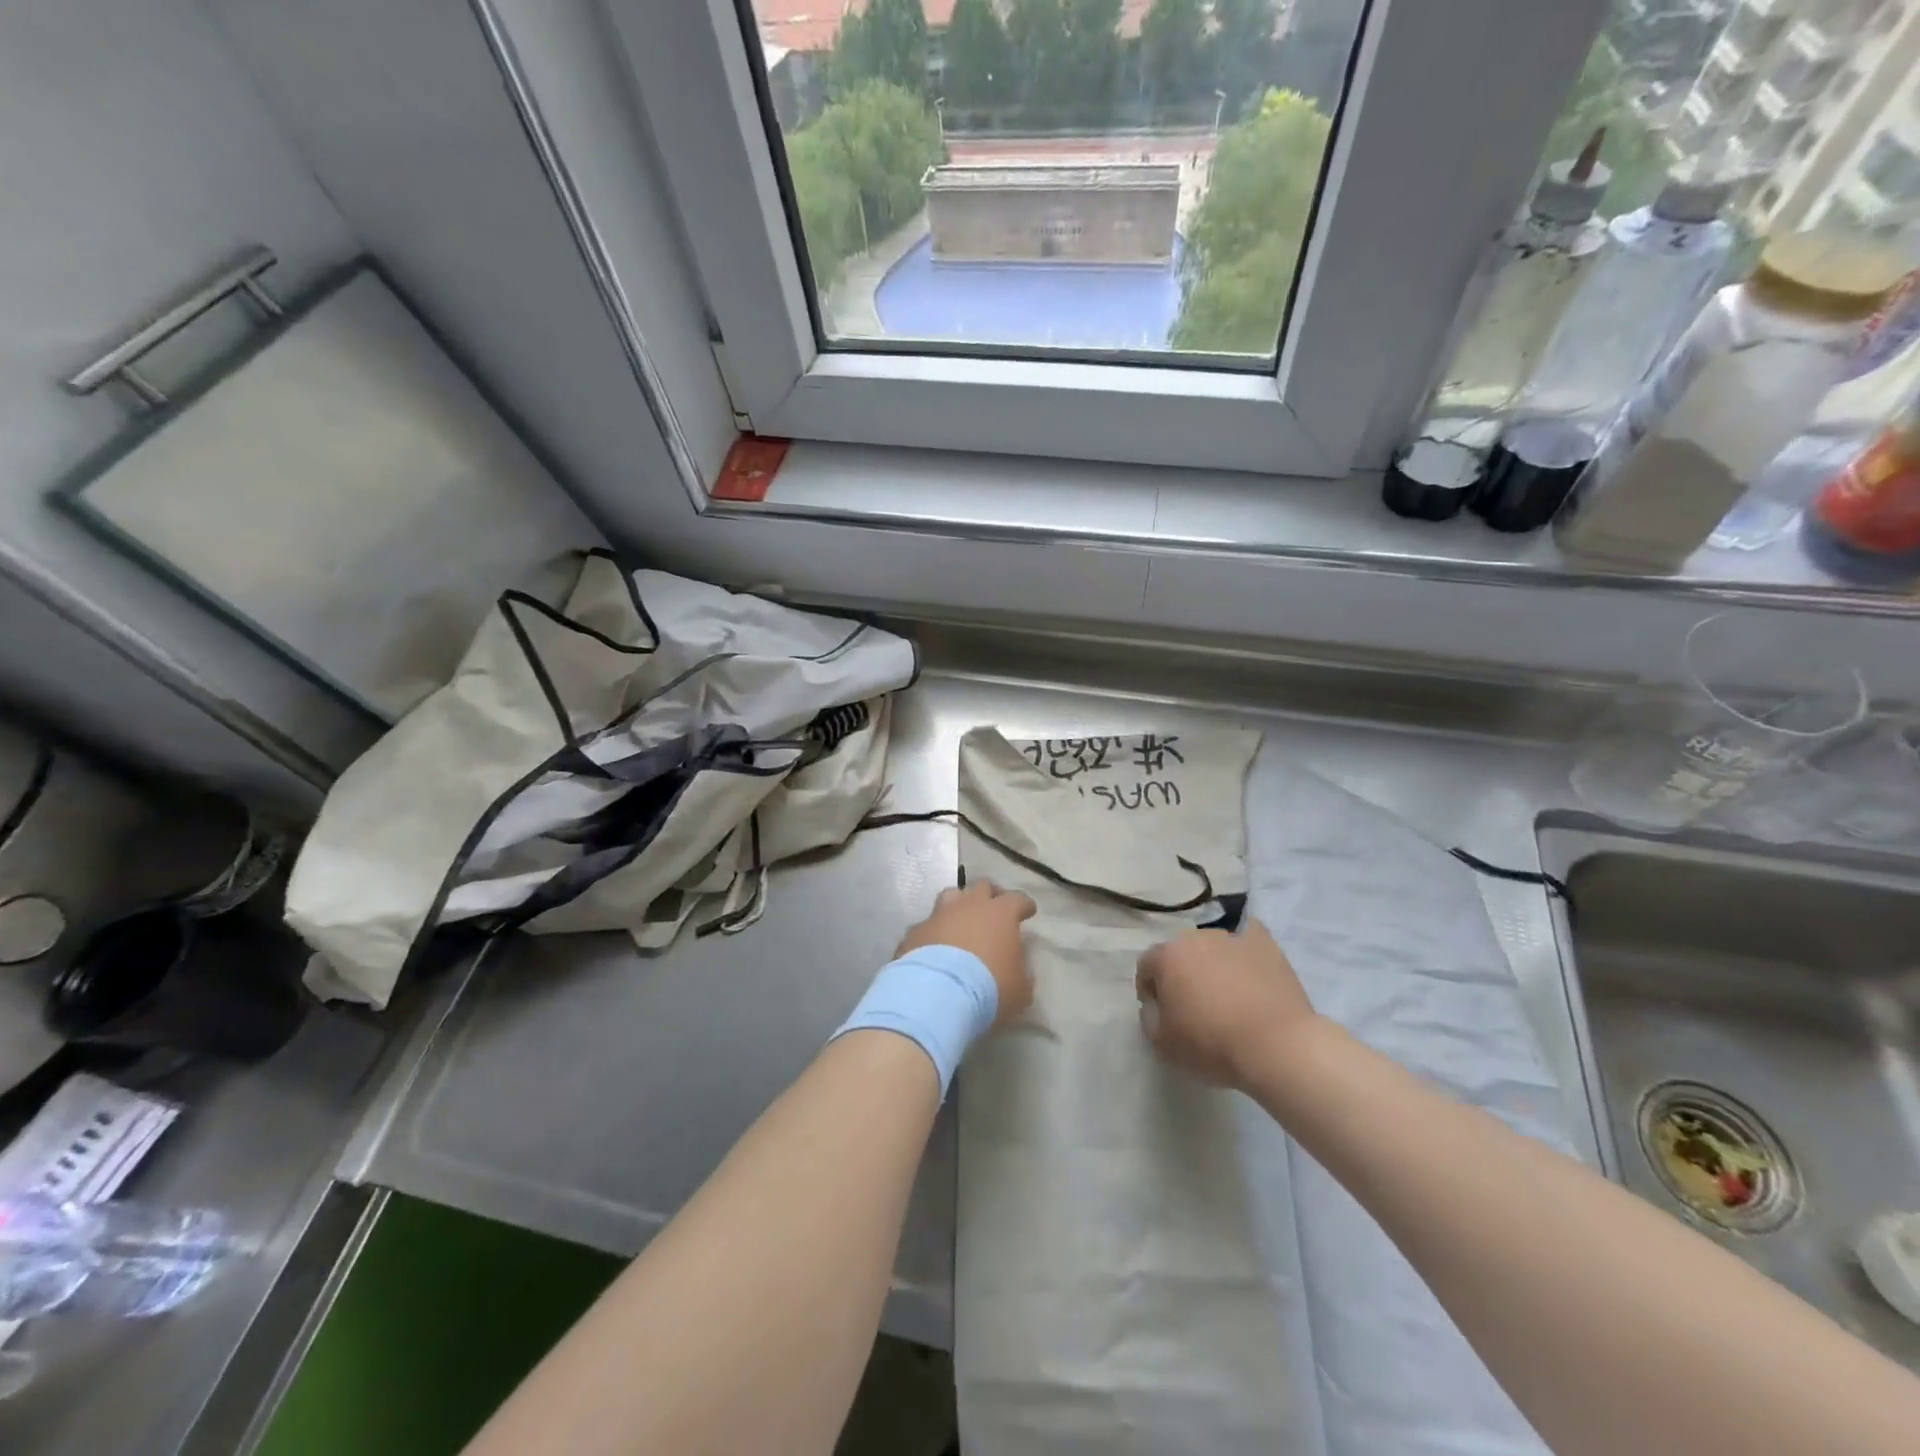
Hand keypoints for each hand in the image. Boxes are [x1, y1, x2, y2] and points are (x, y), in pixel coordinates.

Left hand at [896, 879, 1036, 1026]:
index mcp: (1000, 914)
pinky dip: (933, 933)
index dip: (1023, 905)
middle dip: (990, 895)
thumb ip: (1021, 972)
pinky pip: (927, 926)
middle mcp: (969, 906)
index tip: (1027, 911)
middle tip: (993, 909)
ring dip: (959, 906)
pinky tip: (934, 948)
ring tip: (961, 921)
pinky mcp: (915, 932)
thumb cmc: (988, 989)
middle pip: (982, 886)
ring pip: (951, 896)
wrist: (936, 995)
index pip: (1017, 899)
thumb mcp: (1020, 989)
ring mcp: (938, 915)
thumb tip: (1017, 967)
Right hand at [1135, 918, 1316, 1089]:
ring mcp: (1232, 937)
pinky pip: (1247, 940)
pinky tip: (1251, 973)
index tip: (1163, 1015)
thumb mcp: (1162, 1043)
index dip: (1150, 991)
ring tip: (1230, 996)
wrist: (1277, 1045)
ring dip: (1213, 965)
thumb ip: (1149, 1017)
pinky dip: (1244, 954)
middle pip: (1180, 953)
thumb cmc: (1213, 1044)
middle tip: (1195, 1005)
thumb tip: (1155, 1004)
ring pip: (1213, 948)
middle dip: (1182, 974)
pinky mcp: (1264, 943)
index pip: (1146, 966)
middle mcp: (1195, 937)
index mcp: (1167, 957)